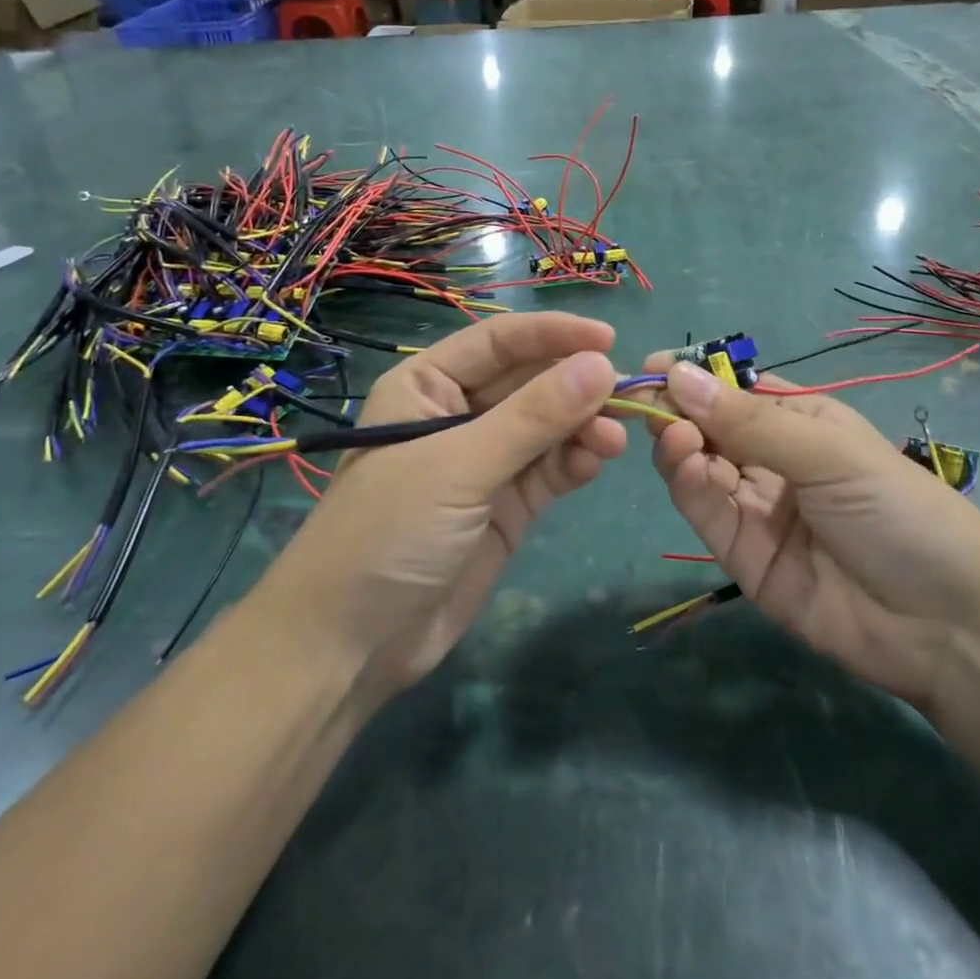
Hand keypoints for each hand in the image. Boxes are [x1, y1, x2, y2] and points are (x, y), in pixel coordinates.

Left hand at [260, 314, 625, 702]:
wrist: (351, 644)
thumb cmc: (388, 532)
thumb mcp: (458, 466)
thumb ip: (533, 417)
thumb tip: (601, 366)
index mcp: (427, 385)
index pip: (499, 343)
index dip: (553, 334)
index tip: (608, 338)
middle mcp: (457, 415)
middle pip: (528, 383)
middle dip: (575, 385)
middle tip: (628, 393)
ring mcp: (484, 463)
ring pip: (546, 428)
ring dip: (582, 426)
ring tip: (615, 437)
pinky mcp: (505, 506)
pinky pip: (548, 470)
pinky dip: (575, 461)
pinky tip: (598, 459)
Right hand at [646, 357, 979, 711]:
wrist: (947, 624)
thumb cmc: (897, 510)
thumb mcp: (827, 452)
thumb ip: (748, 420)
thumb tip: (677, 375)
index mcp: (802, 423)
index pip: (735, 391)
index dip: (694, 378)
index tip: (649, 368)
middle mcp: (773, 462)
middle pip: (710, 429)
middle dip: (677, 412)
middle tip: (645, 402)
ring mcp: (757, 510)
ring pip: (700, 469)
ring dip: (680, 447)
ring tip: (674, 435)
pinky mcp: (744, 557)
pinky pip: (708, 513)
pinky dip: (690, 486)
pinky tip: (687, 465)